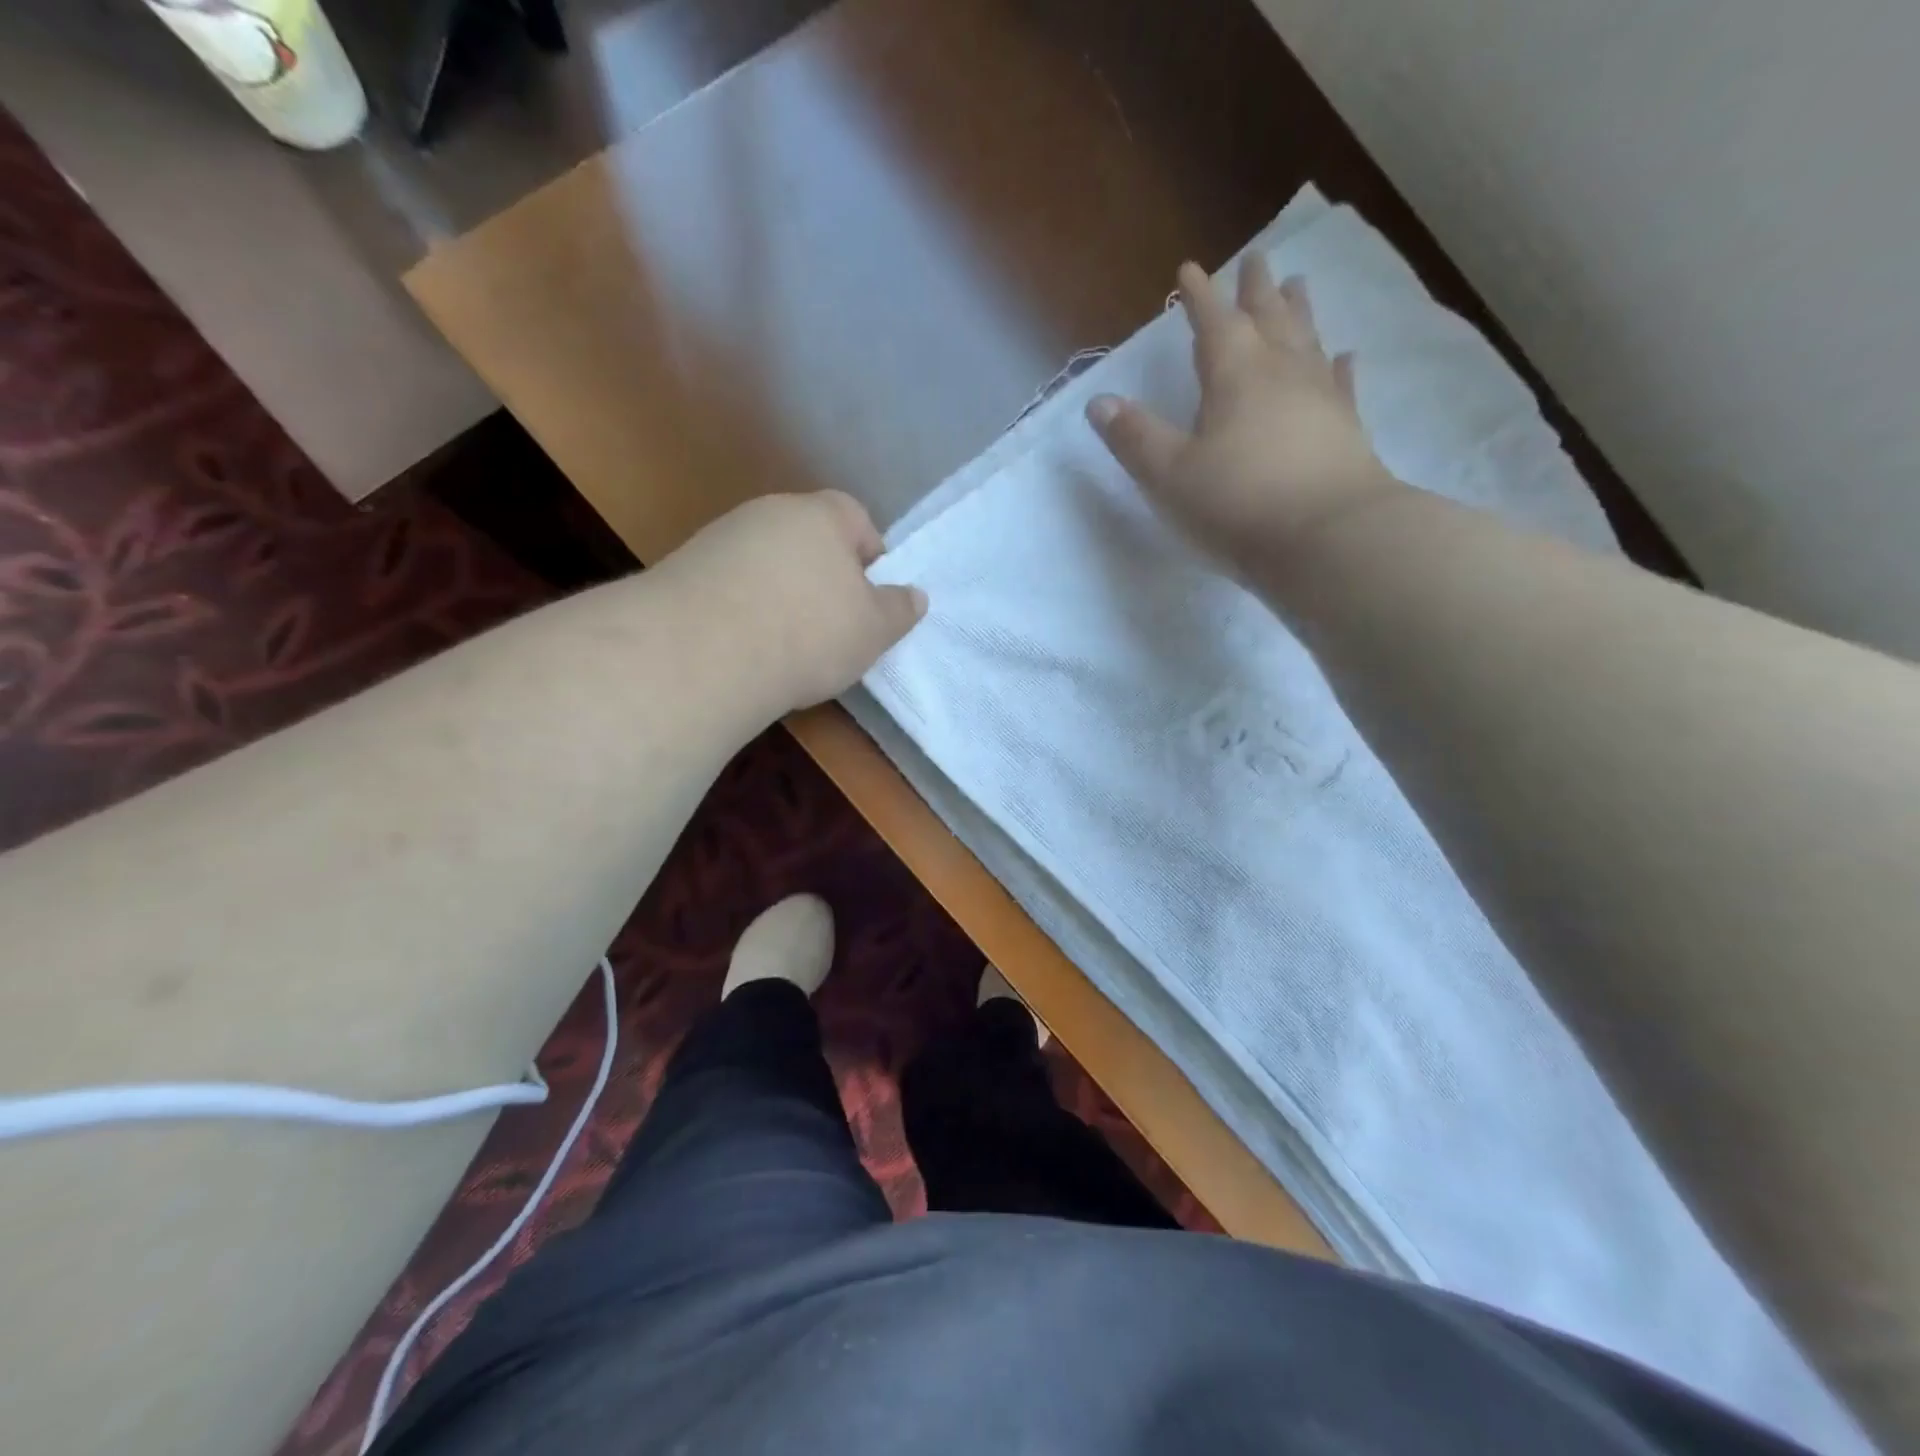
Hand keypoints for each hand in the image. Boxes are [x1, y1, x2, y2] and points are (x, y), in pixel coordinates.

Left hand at [663, 491, 926, 713]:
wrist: (705, 651)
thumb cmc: (810, 633)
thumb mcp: (874, 630)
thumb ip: (898, 609)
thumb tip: (914, 596)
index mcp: (822, 514)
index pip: (856, 518)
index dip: (869, 557)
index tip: (869, 598)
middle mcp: (770, 512)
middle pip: (807, 539)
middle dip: (822, 576)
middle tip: (832, 624)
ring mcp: (721, 537)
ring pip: (766, 561)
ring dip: (779, 592)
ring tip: (784, 642)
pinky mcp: (684, 568)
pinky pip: (730, 583)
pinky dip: (742, 607)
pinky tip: (744, 645)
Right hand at [1087, 257, 1405, 578]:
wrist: (1327, 539)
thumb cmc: (1237, 504)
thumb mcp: (1169, 475)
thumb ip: (1134, 437)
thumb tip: (1099, 402)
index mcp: (1234, 374)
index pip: (1212, 322)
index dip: (1198, 296)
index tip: (1189, 270)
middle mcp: (1281, 371)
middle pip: (1267, 317)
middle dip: (1255, 289)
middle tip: (1256, 259)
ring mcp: (1320, 397)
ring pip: (1307, 339)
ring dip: (1297, 311)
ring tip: (1296, 285)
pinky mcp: (1346, 429)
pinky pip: (1341, 383)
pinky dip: (1338, 365)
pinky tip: (1344, 355)